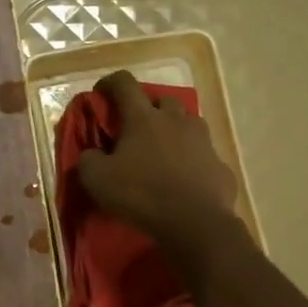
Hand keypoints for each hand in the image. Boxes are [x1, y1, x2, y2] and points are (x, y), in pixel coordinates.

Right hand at [74, 70, 237, 253]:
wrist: (196, 224)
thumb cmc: (142, 194)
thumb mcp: (97, 180)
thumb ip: (88, 160)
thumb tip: (91, 154)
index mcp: (143, 118)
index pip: (124, 83)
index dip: (110, 82)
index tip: (101, 92)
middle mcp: (176, 120)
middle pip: (164, 99)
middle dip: (149, 107)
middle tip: (137, 127)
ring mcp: (203, 141)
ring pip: (189, 123)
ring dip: (175, 130)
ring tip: (164, 150)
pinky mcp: (220, 165)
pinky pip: (204, 155)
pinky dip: (193, 161)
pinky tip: (185, 179)